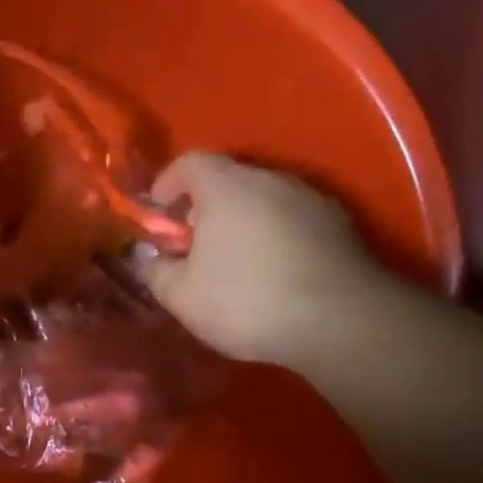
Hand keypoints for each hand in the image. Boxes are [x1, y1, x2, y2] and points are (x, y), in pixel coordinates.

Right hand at [137, 152, 392, 366]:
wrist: (337, 319)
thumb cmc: (246, 301)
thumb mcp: (183, 297)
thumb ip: (155, 272)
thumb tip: (144, 259)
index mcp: (226, 186)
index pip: (189, 162)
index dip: (167, 183)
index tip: (157, 213)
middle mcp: (270, 178)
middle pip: (228, 179)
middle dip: (204, 207)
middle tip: (192, 245)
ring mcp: (310, 197)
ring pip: (264, 199)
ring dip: (243, 222)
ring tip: (234, 263)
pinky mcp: (338, 223)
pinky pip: (293, 220)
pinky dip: (275, 236)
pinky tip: (273, 273)